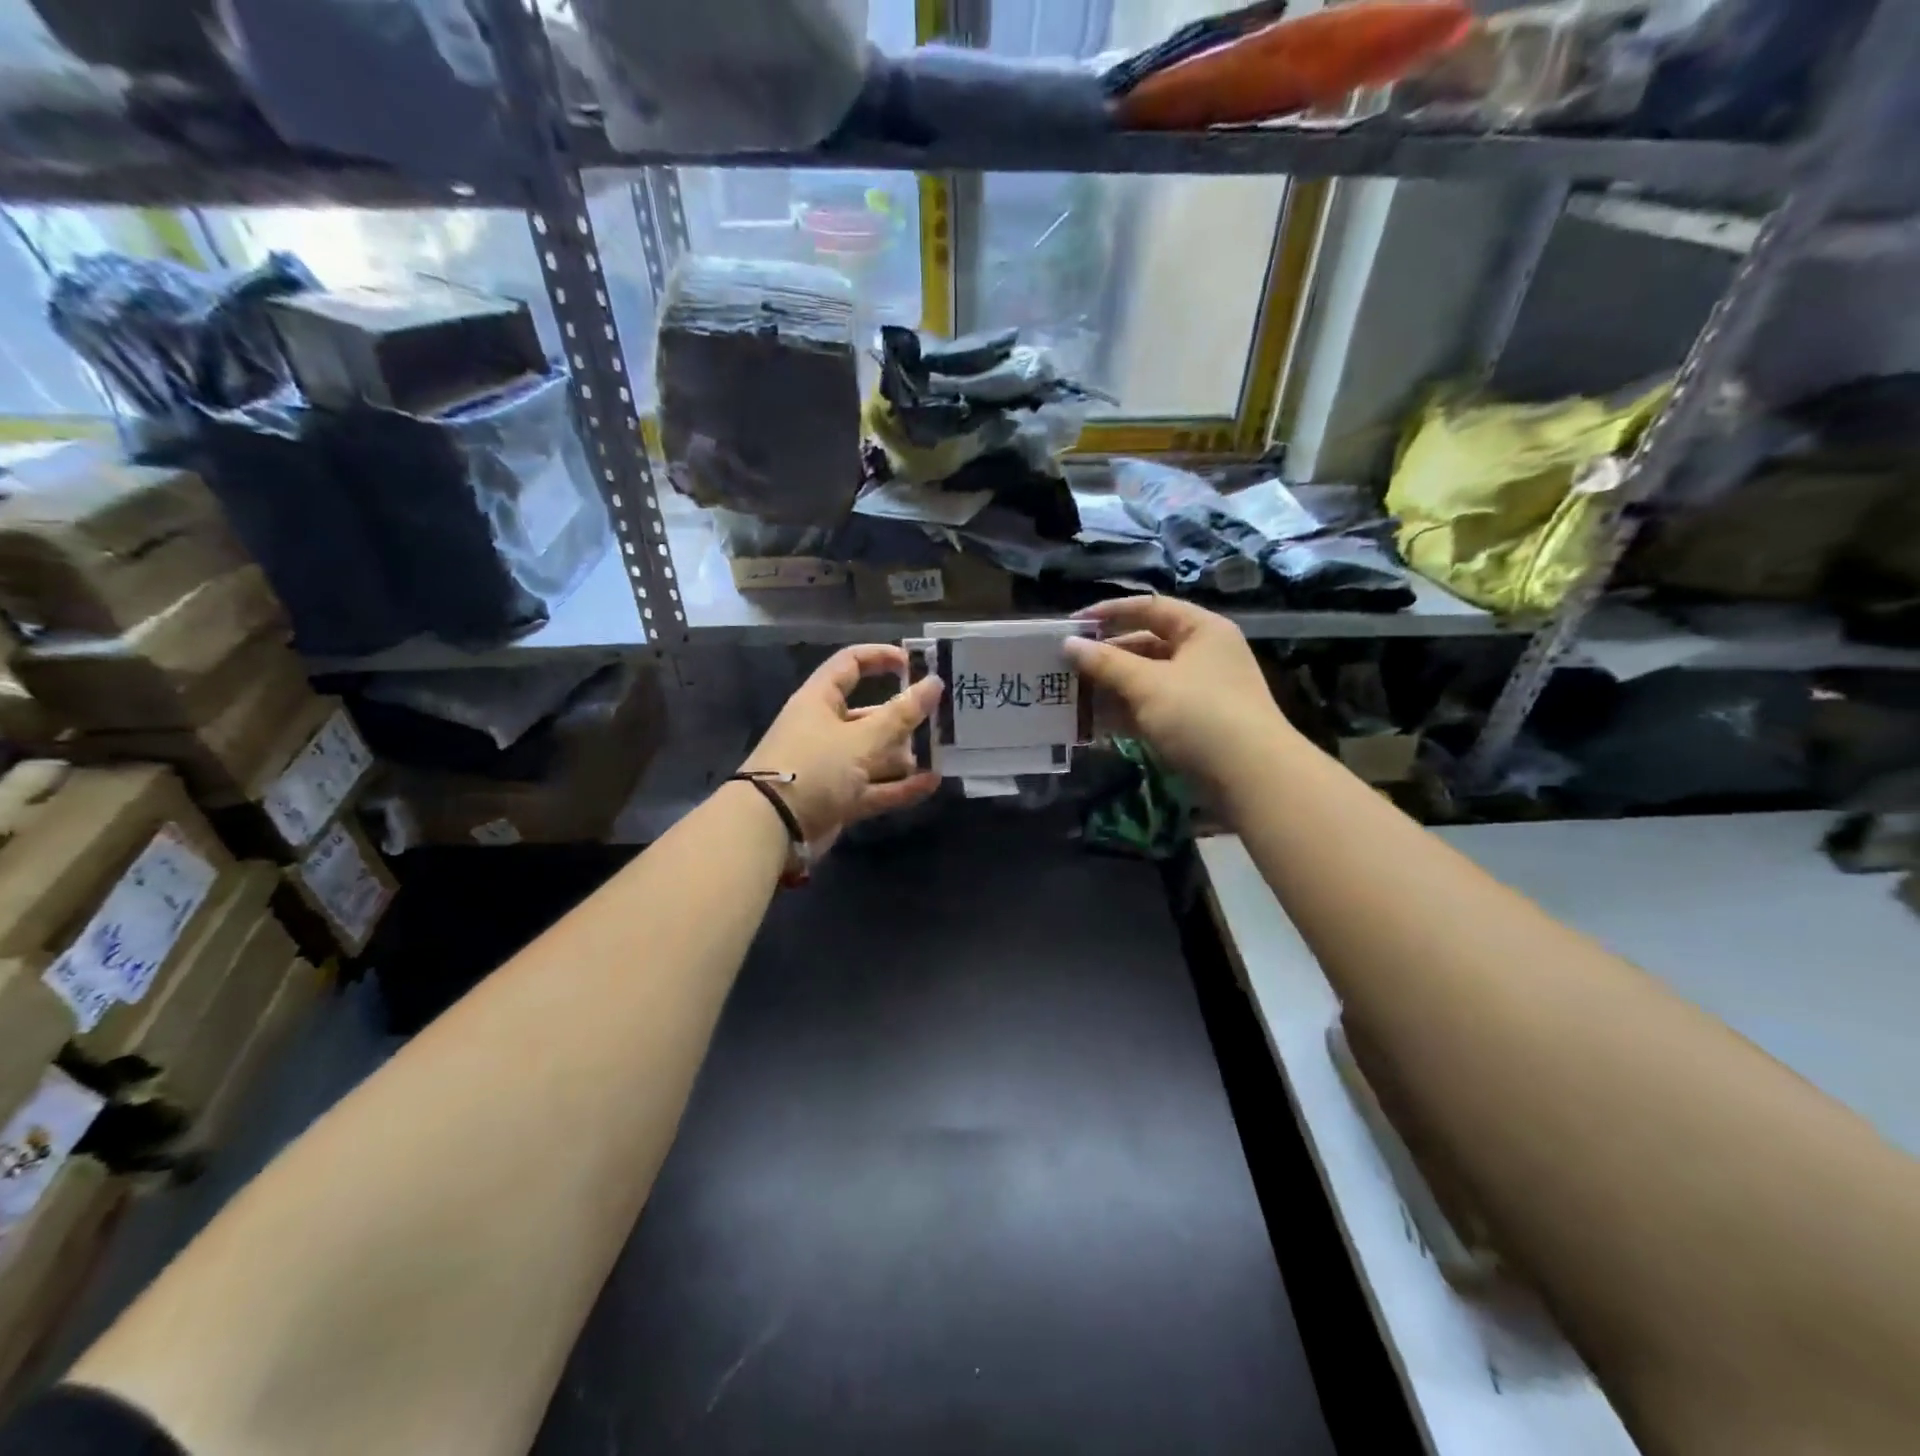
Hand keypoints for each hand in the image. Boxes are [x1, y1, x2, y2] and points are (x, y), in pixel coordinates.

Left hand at [737, 644, 943, 851]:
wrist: (772, 828)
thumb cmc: (815, 767)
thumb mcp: (862, 738)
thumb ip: (901, 714)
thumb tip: (934, 683)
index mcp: (819, 701)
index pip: (850, 664)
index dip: (880, 657)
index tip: (913, 664)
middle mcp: (823, 729)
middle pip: (868, 715)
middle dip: (902, 717)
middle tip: (937, 718)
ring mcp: (830, 767)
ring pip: (873, 755)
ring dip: (904, 756)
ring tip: (938, 753)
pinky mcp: (837, 799)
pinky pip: (874, 788)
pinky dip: (900, 786)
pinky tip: (931, 784)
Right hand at [1063, 596, 1293, 789]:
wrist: (1251, 776)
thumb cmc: (1199, 714)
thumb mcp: (1147, 684)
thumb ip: (1105, 662)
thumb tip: (1068, 643)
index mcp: (1200, 630)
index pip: (1149, 608)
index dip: (1109, 612)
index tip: (1072, 625)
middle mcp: (1202, 654)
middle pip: (1145, 645)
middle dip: (1105, 657)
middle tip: (1065, 666)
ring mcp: (1199, 691)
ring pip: (1146, 680)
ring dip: (1111, 687)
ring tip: (1071, 695)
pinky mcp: (1194, 724)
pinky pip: (1152, 708)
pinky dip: (1125, 712)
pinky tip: (1093, 723)